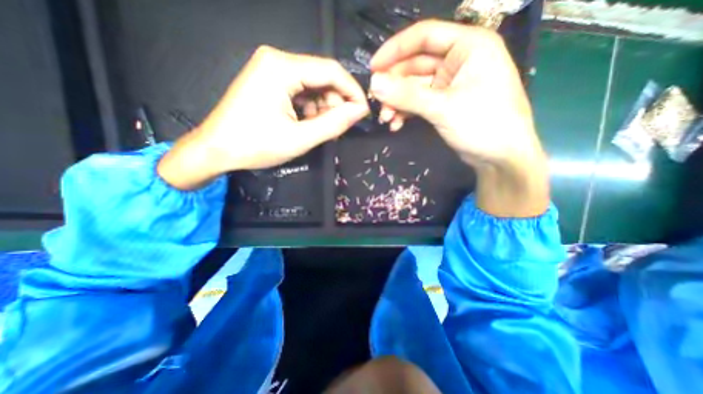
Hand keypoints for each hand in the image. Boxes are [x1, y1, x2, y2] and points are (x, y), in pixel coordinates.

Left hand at [158, 47, 368, 190]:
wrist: (216, 150)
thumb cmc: (256, 145)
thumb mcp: (300, 138)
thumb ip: (334, 124)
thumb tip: (360, 111)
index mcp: (282, 67)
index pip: (331, 70)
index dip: (352, 91)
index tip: (363, 112)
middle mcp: (277, 60)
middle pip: (322, 76)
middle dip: (336, 102)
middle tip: (339, 127)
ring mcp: (271, 69)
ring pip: (313, 85)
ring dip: (323, 107)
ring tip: (321, 129)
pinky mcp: (269, 81)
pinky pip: (300, 91)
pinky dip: (310, 108)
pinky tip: (308, 124)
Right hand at [368, 19, 548, 216]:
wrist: (501, 157)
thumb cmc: (482, 125)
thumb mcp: (442, 108)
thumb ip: (407, 95)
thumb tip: (374, 83)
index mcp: (468, 46)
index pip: (424, 36)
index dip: (395, 50)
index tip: (373, 68)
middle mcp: (458, 60)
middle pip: (415, 65)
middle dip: (394, 85)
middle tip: (377, 102)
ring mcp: (450, 84)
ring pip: (414, 87)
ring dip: (398, 102)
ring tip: (386, 119)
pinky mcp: (445, 103)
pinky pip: (419, 102)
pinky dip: (406, 112)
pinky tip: (396, 124)